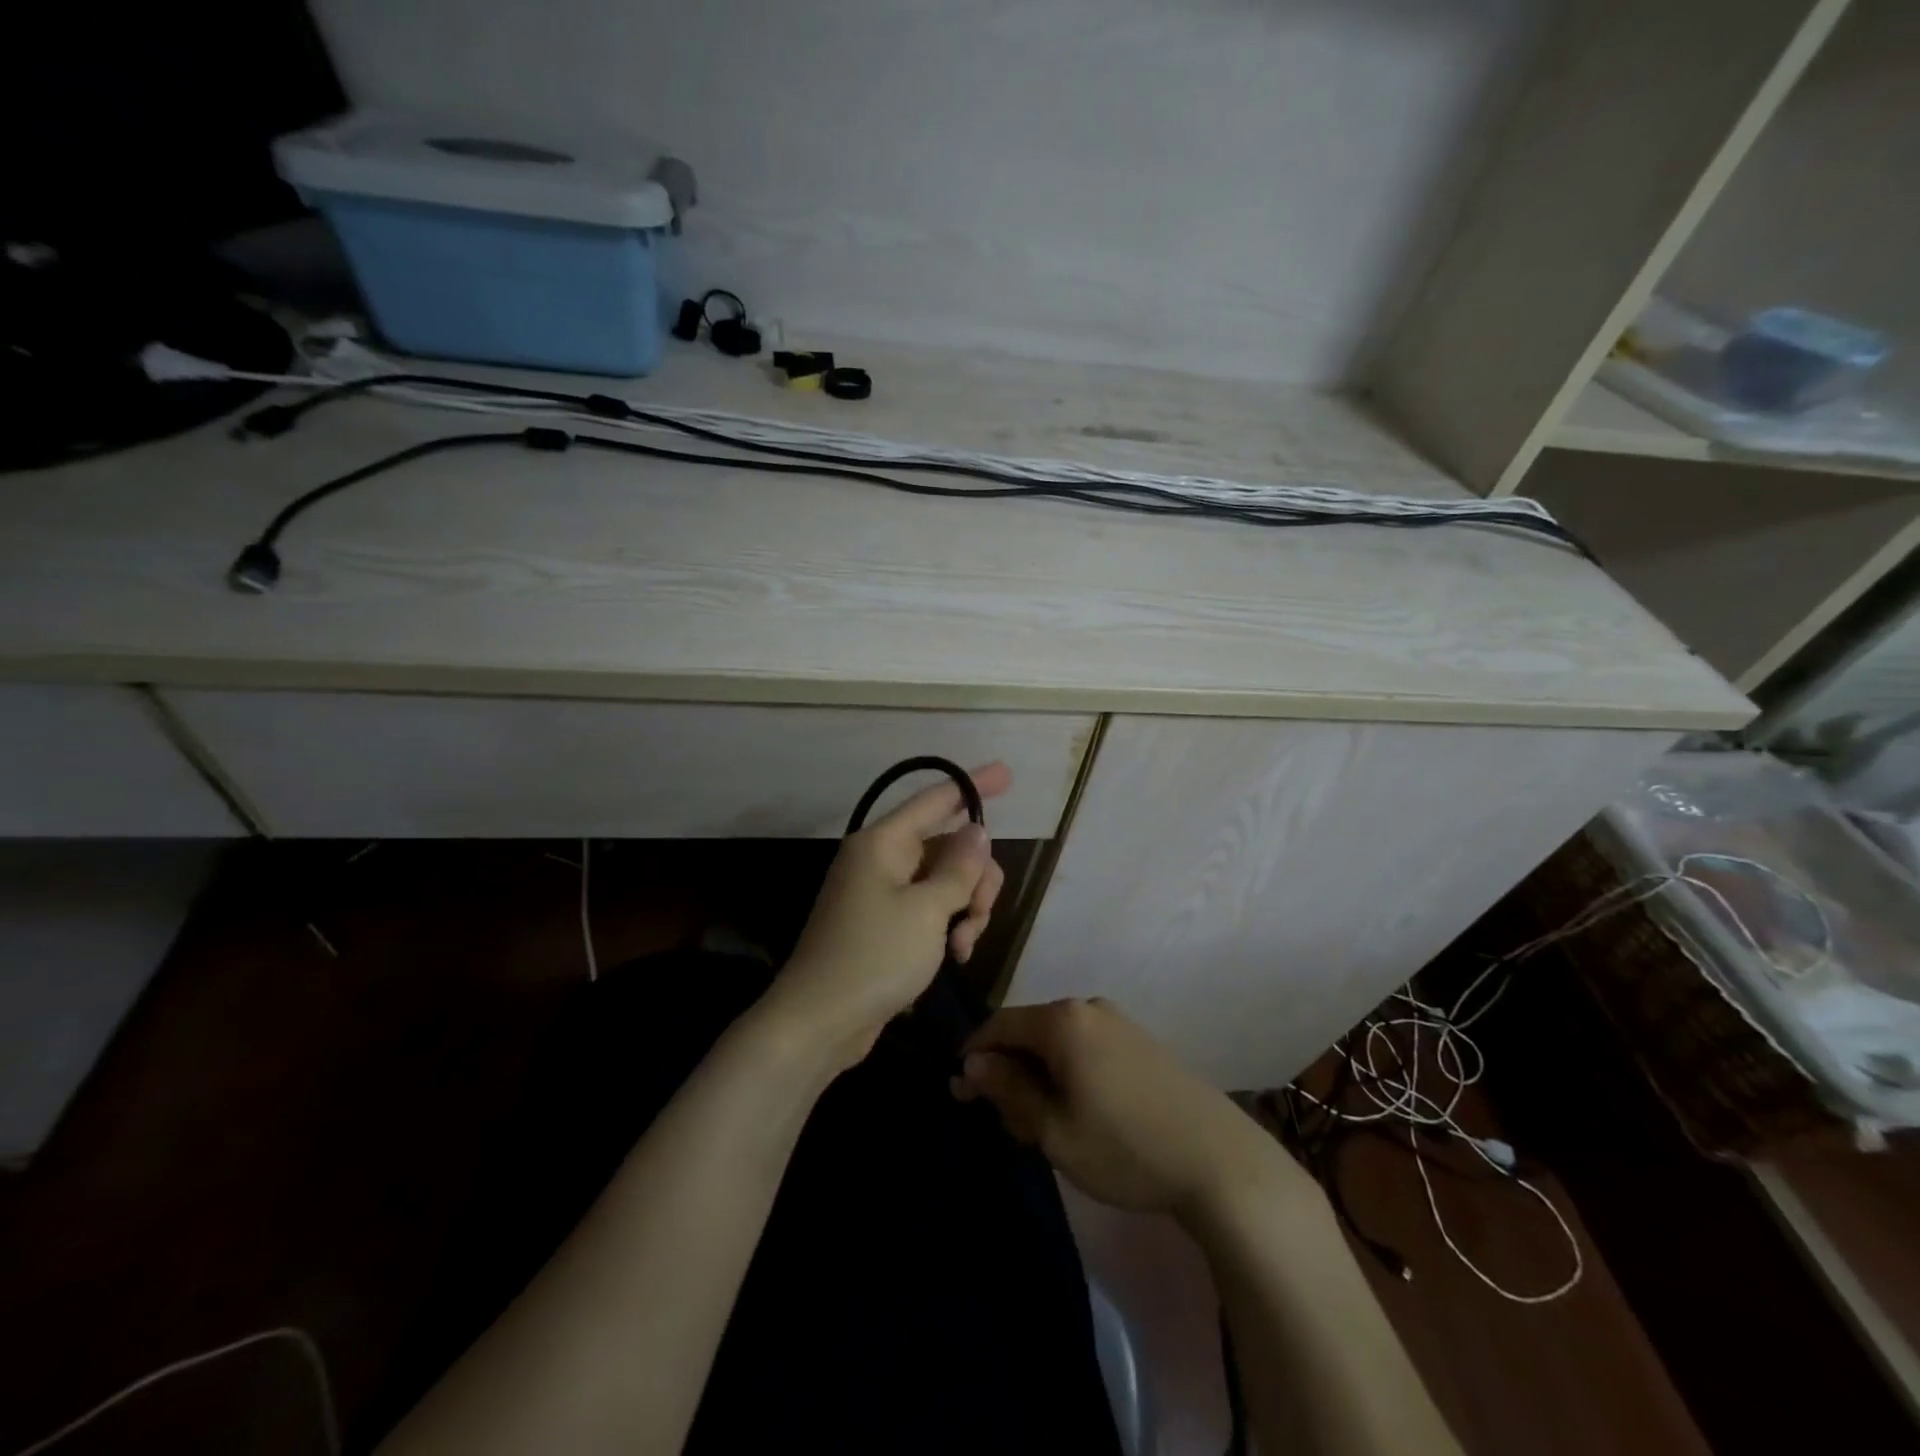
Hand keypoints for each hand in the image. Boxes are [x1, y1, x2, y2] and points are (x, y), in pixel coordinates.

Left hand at [764, 763, 1010, 1071]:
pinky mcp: (885, 925)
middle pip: (948, 847)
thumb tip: (976, 830)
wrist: (819, 1023)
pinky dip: (948, 927)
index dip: (973, 785)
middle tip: (980, 913)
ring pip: (945, 882)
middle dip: (976, 878)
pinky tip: (955, 956)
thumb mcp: (928, 910)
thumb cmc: (874, 957)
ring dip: (966, 909)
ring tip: (962, 946)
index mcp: (883, 843)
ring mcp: (881, 893)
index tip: (1007, 772)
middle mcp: (881, 860)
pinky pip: (930, 909)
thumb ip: (959, 868)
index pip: (936, 800)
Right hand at [954, 998, 1298, 1222]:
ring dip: (1039, 1075)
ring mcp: (1118, 1021)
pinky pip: (1085, 1046)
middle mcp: (1088, 1007)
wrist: (1218, 1161)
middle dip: (1008, 1071)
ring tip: (1042, 1124)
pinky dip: (1068, 1072)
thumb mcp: (1053, 1129)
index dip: (974, 1057)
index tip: (961, 1095)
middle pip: (1029, 1031)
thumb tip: (973, 1064)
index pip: (998, 1025)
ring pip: (1058, 1041)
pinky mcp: (1140, 1041)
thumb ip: (1008, 1090)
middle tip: (1006, 1123)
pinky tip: (1078, 1110)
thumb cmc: (1124, 1148)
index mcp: (1062, 1021)